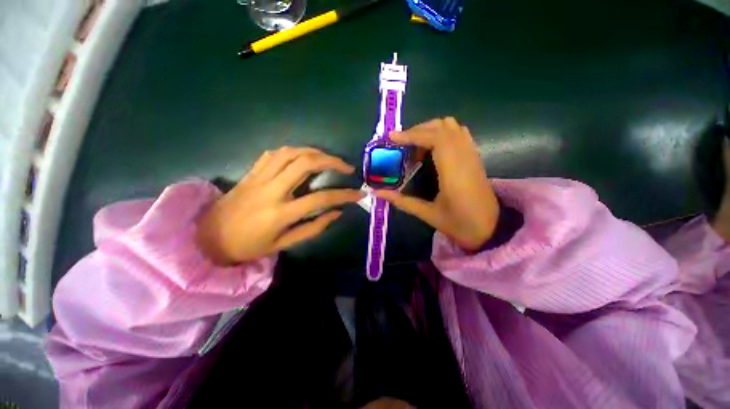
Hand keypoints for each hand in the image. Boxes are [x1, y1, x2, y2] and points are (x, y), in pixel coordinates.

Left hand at [196, 147, 363, 264]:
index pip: (320, 199)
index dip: (344, 195)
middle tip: (346, 167)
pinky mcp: (250, 172)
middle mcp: (270, 190)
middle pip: (305, 164)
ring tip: (328, 159)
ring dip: (314, 152)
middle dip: (331, 161)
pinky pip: (274, 154)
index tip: (359, 193)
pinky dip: (293, 151)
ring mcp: (258, 178)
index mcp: (280, 213)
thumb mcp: (284, 244)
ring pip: (290, 153)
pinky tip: (303, 157)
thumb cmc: (248, 246)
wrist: (207, 238)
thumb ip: (313, 228)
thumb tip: (336, 213)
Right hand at [375, 118, 498, 249]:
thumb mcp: (428, 215)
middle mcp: (465, 157)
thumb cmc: (460, 225)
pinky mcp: (475, 157)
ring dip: (430, 130)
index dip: (412, 135)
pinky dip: (443, 133)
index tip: (392, 138)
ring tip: (415, 146)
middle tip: (401, 145)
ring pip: (452, 127)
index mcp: (453, 172)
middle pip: (442, 127)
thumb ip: (402, 201)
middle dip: (418, 131)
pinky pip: (459, 134)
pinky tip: (433, 149)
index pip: (435, 139)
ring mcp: (472, 155)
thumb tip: (377, 193)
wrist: (492, 229)